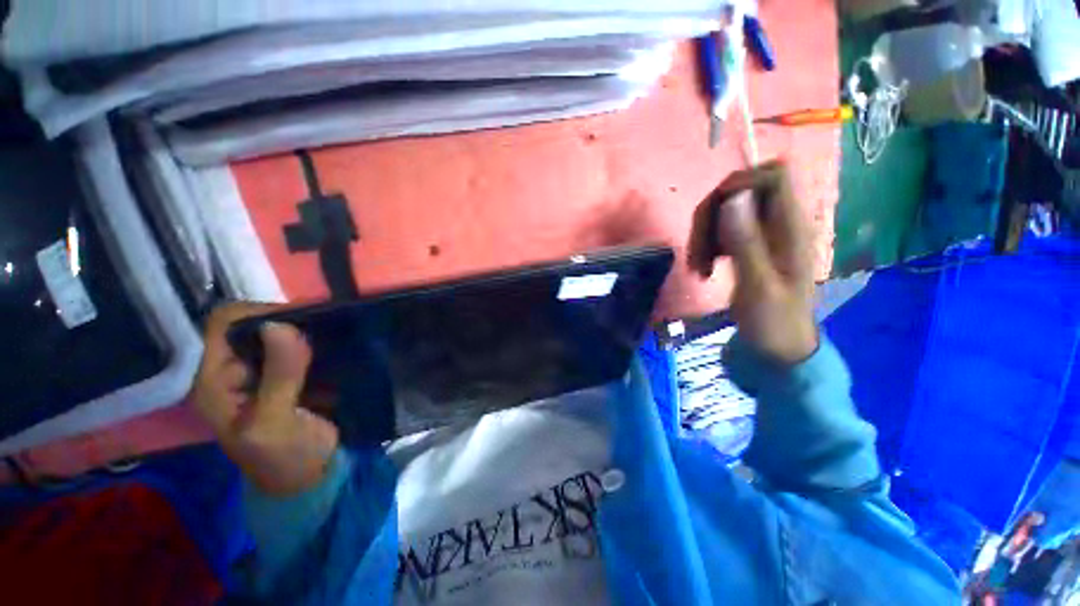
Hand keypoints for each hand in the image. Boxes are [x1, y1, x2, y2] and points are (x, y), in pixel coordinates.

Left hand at [192, 303, 338, 495]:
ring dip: (301, 328)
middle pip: (249, 323)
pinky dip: (314, 337)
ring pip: (275, 331)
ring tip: (329, 330)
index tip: (296, 318)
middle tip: (318, 325)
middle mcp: (232, 368)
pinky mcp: (287, 372)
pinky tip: (331, 341)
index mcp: (212, 380)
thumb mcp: (274, 423)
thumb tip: (280, 325)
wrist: (310, 473)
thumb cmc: (284, 456)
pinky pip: (298, 343)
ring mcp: (261, 369)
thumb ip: (277, 377)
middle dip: (283, 319)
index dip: (254, 314)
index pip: (221, 326)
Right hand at [688, 161, 817, 363]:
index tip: (714, 214)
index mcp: (791, 228)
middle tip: (698, 251)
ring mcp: (764, 235)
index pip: (774, 175)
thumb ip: (746, 242)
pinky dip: (707, 244)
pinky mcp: (750, 247)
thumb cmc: (773, 322)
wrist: (778, 349)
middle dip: (712, 215)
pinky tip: (703, 267)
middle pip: (743, 190)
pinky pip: (722, 230)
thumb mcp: (758, 286)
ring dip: (705, 234)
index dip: (740, 183)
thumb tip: (733, 196)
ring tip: (698, 266)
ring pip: (727, 211)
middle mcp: (780, 224)